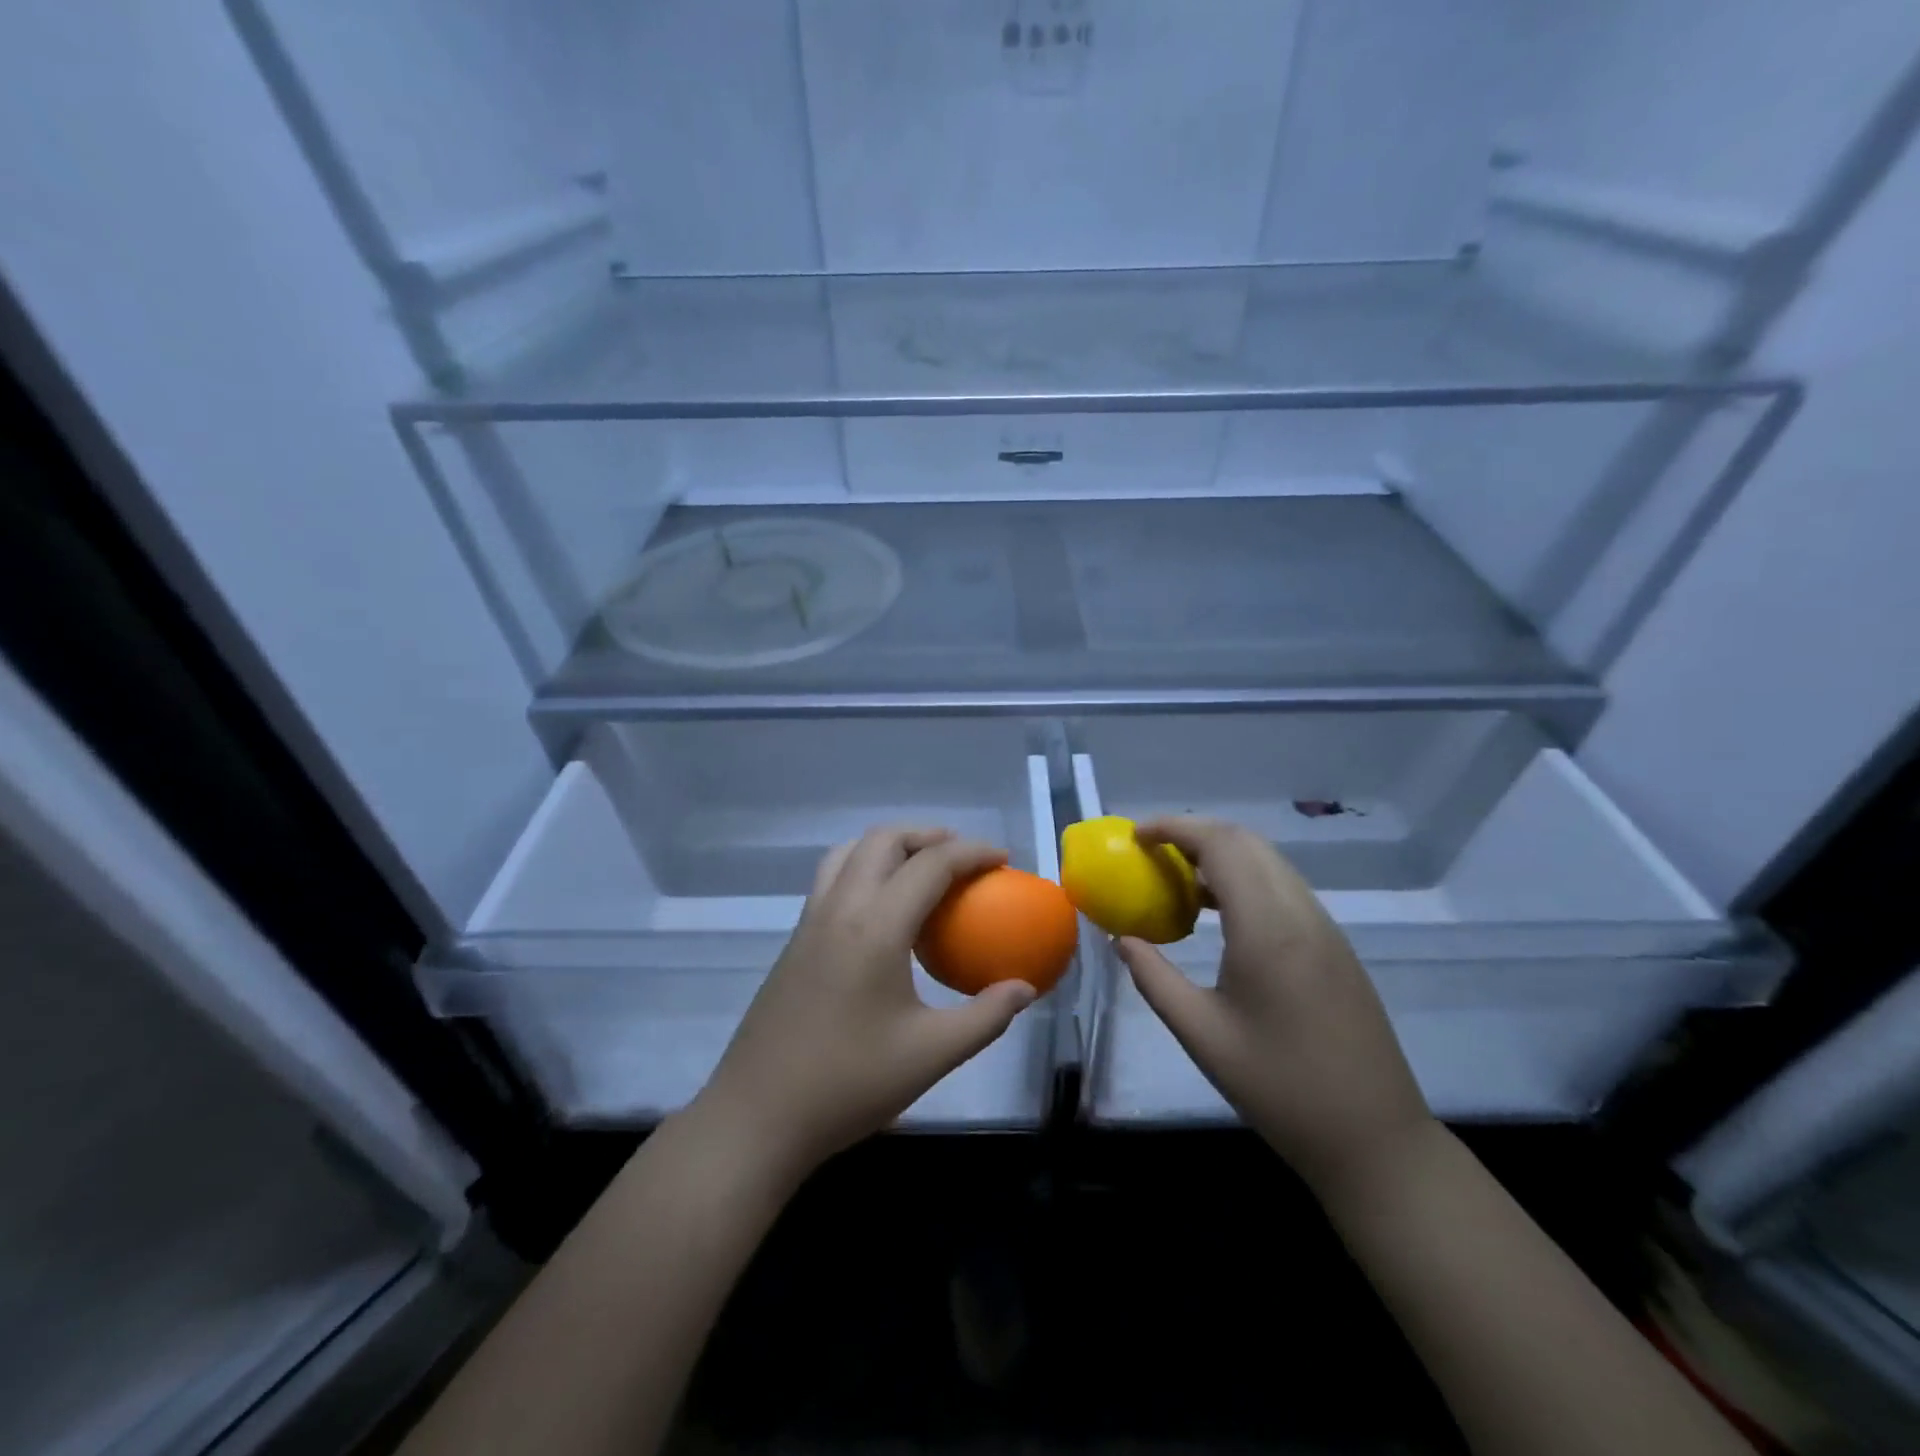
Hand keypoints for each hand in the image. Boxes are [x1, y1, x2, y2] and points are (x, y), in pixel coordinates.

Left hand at [695, 827, 1037, 1178]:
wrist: (757, 1116)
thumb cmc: (849, 1084)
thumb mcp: (932, 1055)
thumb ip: (986, 1017)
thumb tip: (1025, 989)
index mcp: (875, 927)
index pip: (930, 865)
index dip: (972, 853)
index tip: (1002, 859)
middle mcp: (839, 908)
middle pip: (883, 840)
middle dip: (928, 835)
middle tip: (963, 858)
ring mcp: (810, 920)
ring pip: (849, 852)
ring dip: (890, 846)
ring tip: (922, 870)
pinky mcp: (795, 939)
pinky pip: (832, 877)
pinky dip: (865, 867)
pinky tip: (883, 910)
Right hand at [1113, 817, 1434, 1196]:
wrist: (1374, 1139)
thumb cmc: (1279, 1088)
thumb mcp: (1201, 1034)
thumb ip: (1154, 978)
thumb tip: (1122, 939)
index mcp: (1268, 929)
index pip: (1221, 845)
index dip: (1175, 828)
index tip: (1135, 835)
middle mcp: (1301, 913)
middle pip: (1247, 842)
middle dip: (1195, 832)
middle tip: (1150, 852)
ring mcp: (1325, 928)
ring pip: (1269, 862)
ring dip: (1222, 854)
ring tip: (1177, 879)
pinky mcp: (1334, 946)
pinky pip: (1283, 888)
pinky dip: (1244, 879)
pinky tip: (1219, 914)